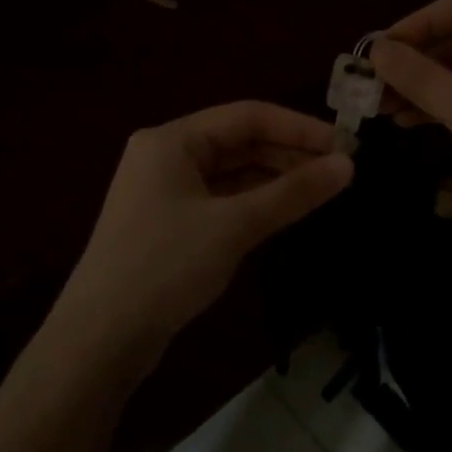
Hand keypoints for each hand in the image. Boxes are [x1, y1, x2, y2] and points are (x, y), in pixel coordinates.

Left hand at [57, 101, 352, 349]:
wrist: (103, 336)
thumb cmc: (166, 266)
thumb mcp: (234, 225)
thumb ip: (293, 192)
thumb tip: (348, 165)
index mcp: (172, 140)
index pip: (247, 116)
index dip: (299, 127)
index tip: (346, 145)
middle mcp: (165, 156)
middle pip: (239, 142)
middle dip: (289, 154)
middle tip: (341, 171)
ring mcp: (165, 192)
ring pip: (231, 173)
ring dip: (274, 179)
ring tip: (322, 190)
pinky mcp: (169, 224)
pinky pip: (221, 200)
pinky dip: (254, 203)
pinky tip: (286, 211)